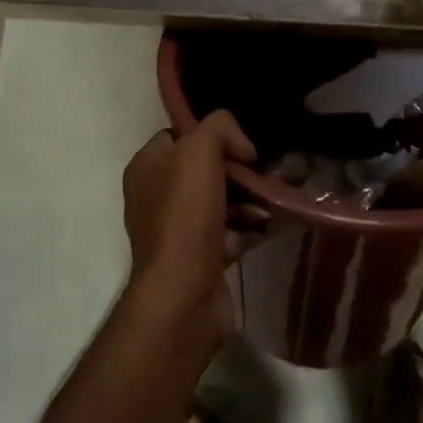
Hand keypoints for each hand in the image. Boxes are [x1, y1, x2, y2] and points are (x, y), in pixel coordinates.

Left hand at [121, 112, 259, 345]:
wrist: (183, 295)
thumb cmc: (185, 215)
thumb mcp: (199, 150)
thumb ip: (219, 127)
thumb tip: (242, 148)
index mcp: (147, 167)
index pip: (181, 136)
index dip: (213, 136)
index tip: (241, 148)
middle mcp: (156, 196)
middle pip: (206, 169)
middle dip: (239, 171)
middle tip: (265, 174)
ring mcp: (178, 230)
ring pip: (222, 201)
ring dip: (251, 200)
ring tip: (275, 201)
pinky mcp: (199, 258)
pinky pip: (231, 232)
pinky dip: (252, 228)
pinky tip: (274, 223)